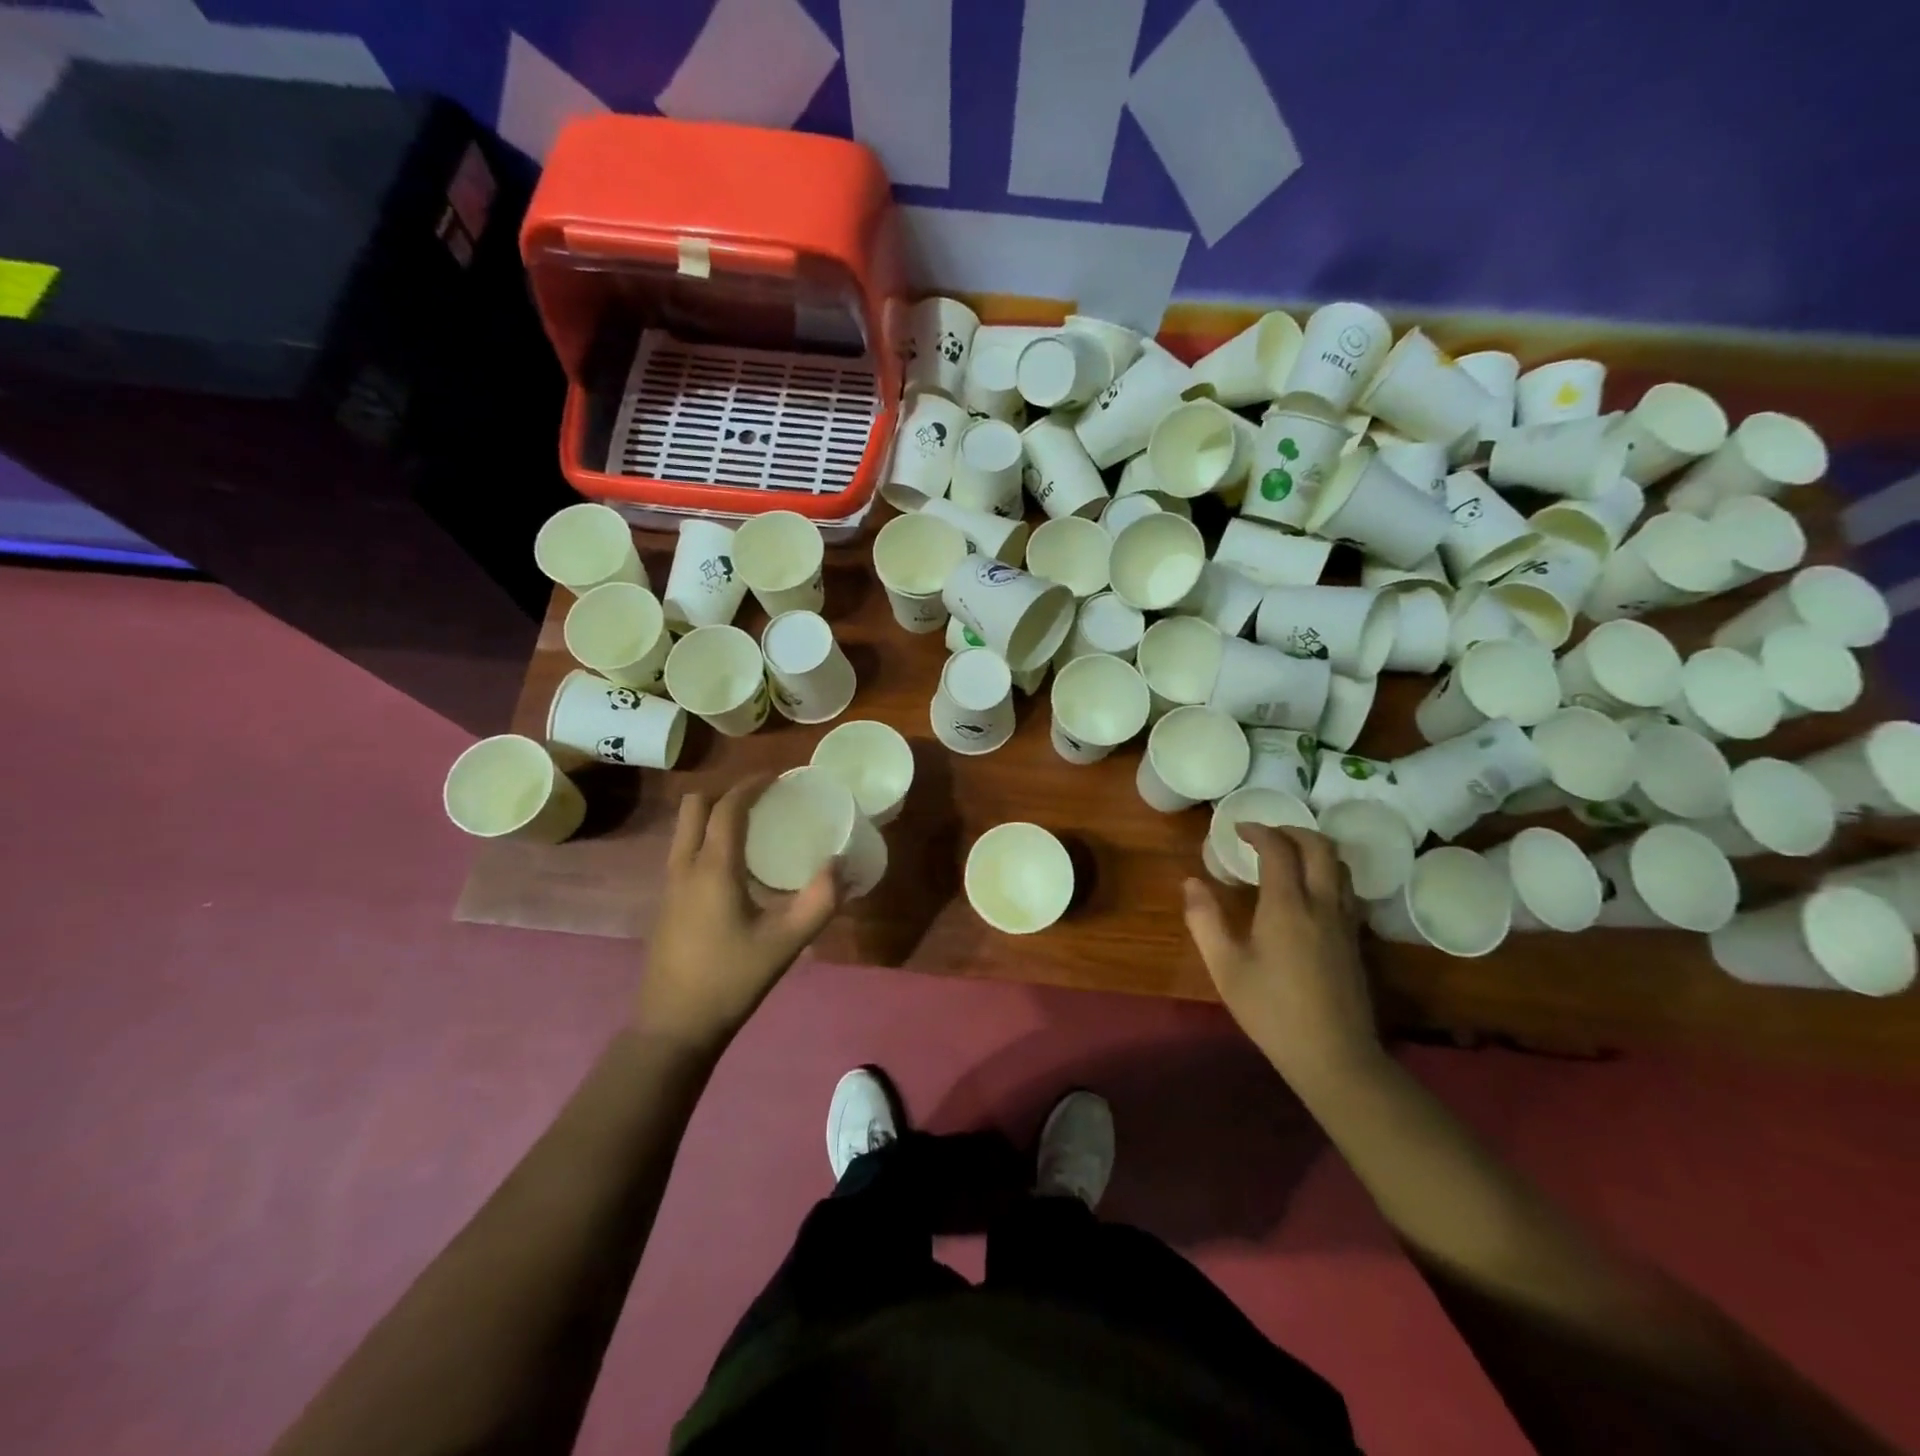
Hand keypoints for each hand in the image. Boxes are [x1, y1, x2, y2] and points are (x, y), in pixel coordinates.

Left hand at [637, 778, 842, 1051]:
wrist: (673, 1027)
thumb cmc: (730, 980)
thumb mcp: (785, 943)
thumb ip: (819, 901)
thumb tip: (841, 864)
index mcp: (712, 868)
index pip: (727, 807)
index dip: (751, 785)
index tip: (777, 777)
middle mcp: (684, 867)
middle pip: (694, 807)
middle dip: (726, 793)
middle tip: (762, 801)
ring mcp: (669, 885)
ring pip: (685, 829)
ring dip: (713, 816)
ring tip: (751, 827)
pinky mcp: (666, 904)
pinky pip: (684, 851)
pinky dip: (706, 839)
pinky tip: (735, 868)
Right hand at [1182, 826, 1383, 1095]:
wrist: (1334, 1056)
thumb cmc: (1271, 1011)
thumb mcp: (1225, 968)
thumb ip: (1205, 920)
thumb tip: (1191, 883)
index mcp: (1286, 906)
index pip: (1278, 849)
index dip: (1259, 831)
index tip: (1238, 829)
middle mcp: (1321, 904)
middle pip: (1319, 846)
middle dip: (1291, 830)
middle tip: (1265, 835)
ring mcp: (1344, 922)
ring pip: (1339, 866)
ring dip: (1314, 849)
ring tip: (1287, 857)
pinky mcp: (1355, 940)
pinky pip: (1346, 889)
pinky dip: (1327, 874)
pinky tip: (1308, 894)